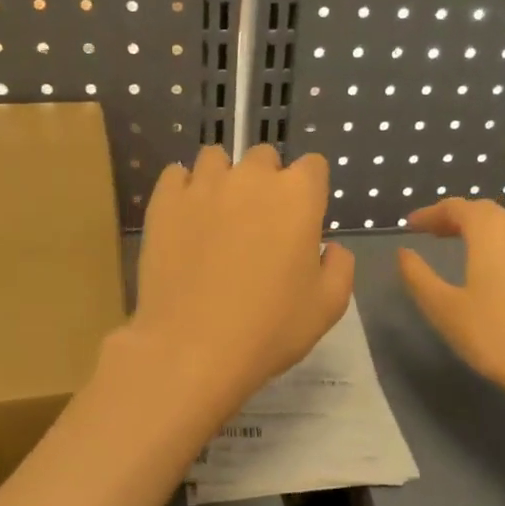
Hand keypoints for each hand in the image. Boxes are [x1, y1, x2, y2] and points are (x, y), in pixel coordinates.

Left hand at [125, 144, 354, 419]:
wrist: (192, 348)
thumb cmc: (270, 329)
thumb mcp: (328, 306)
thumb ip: (339, 266)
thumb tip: (328, 248)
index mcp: (298, 196)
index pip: (313, 166)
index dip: (310, 190)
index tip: (302, 219)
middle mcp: (252, 178)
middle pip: (264, 157)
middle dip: (267, 181)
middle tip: (259, 223)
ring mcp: (204, 185)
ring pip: (216, 159)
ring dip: (223, 178)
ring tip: (218, 215)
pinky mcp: (165, 202)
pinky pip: (176, 175)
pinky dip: (184, 190)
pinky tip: (187, 219)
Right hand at [397, 199, 504, 420]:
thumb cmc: (497, 336)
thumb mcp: (445, 309)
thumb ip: (419, 277)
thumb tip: (403, 253)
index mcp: (491, 232)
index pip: (457, 207)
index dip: (430, 213)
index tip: (410, 226)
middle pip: (486, 213)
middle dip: (457, 218)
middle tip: (433, 233)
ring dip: (483, 232)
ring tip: (464, 249)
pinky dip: (504, 250)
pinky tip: (499, 275)